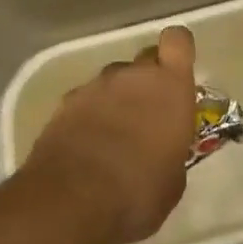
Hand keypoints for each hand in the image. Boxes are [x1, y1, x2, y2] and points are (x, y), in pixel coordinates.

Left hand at [22, 26, 198, 243]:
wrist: (70, 202)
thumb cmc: (137, 193)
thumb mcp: (173, 181)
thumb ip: (171, 150)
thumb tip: (163, 151)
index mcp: (170, 86)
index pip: (178, 40)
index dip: (178, 51)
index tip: (176, 73)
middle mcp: (133, 75)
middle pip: (144, 60)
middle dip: (147, 82)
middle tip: (145, 117)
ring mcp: (96, 86)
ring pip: (113, 82)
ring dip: (116, 101)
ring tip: (111, 141)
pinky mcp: (64, 103)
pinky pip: (85, 101)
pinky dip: (87, 117)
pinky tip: (85, 149)